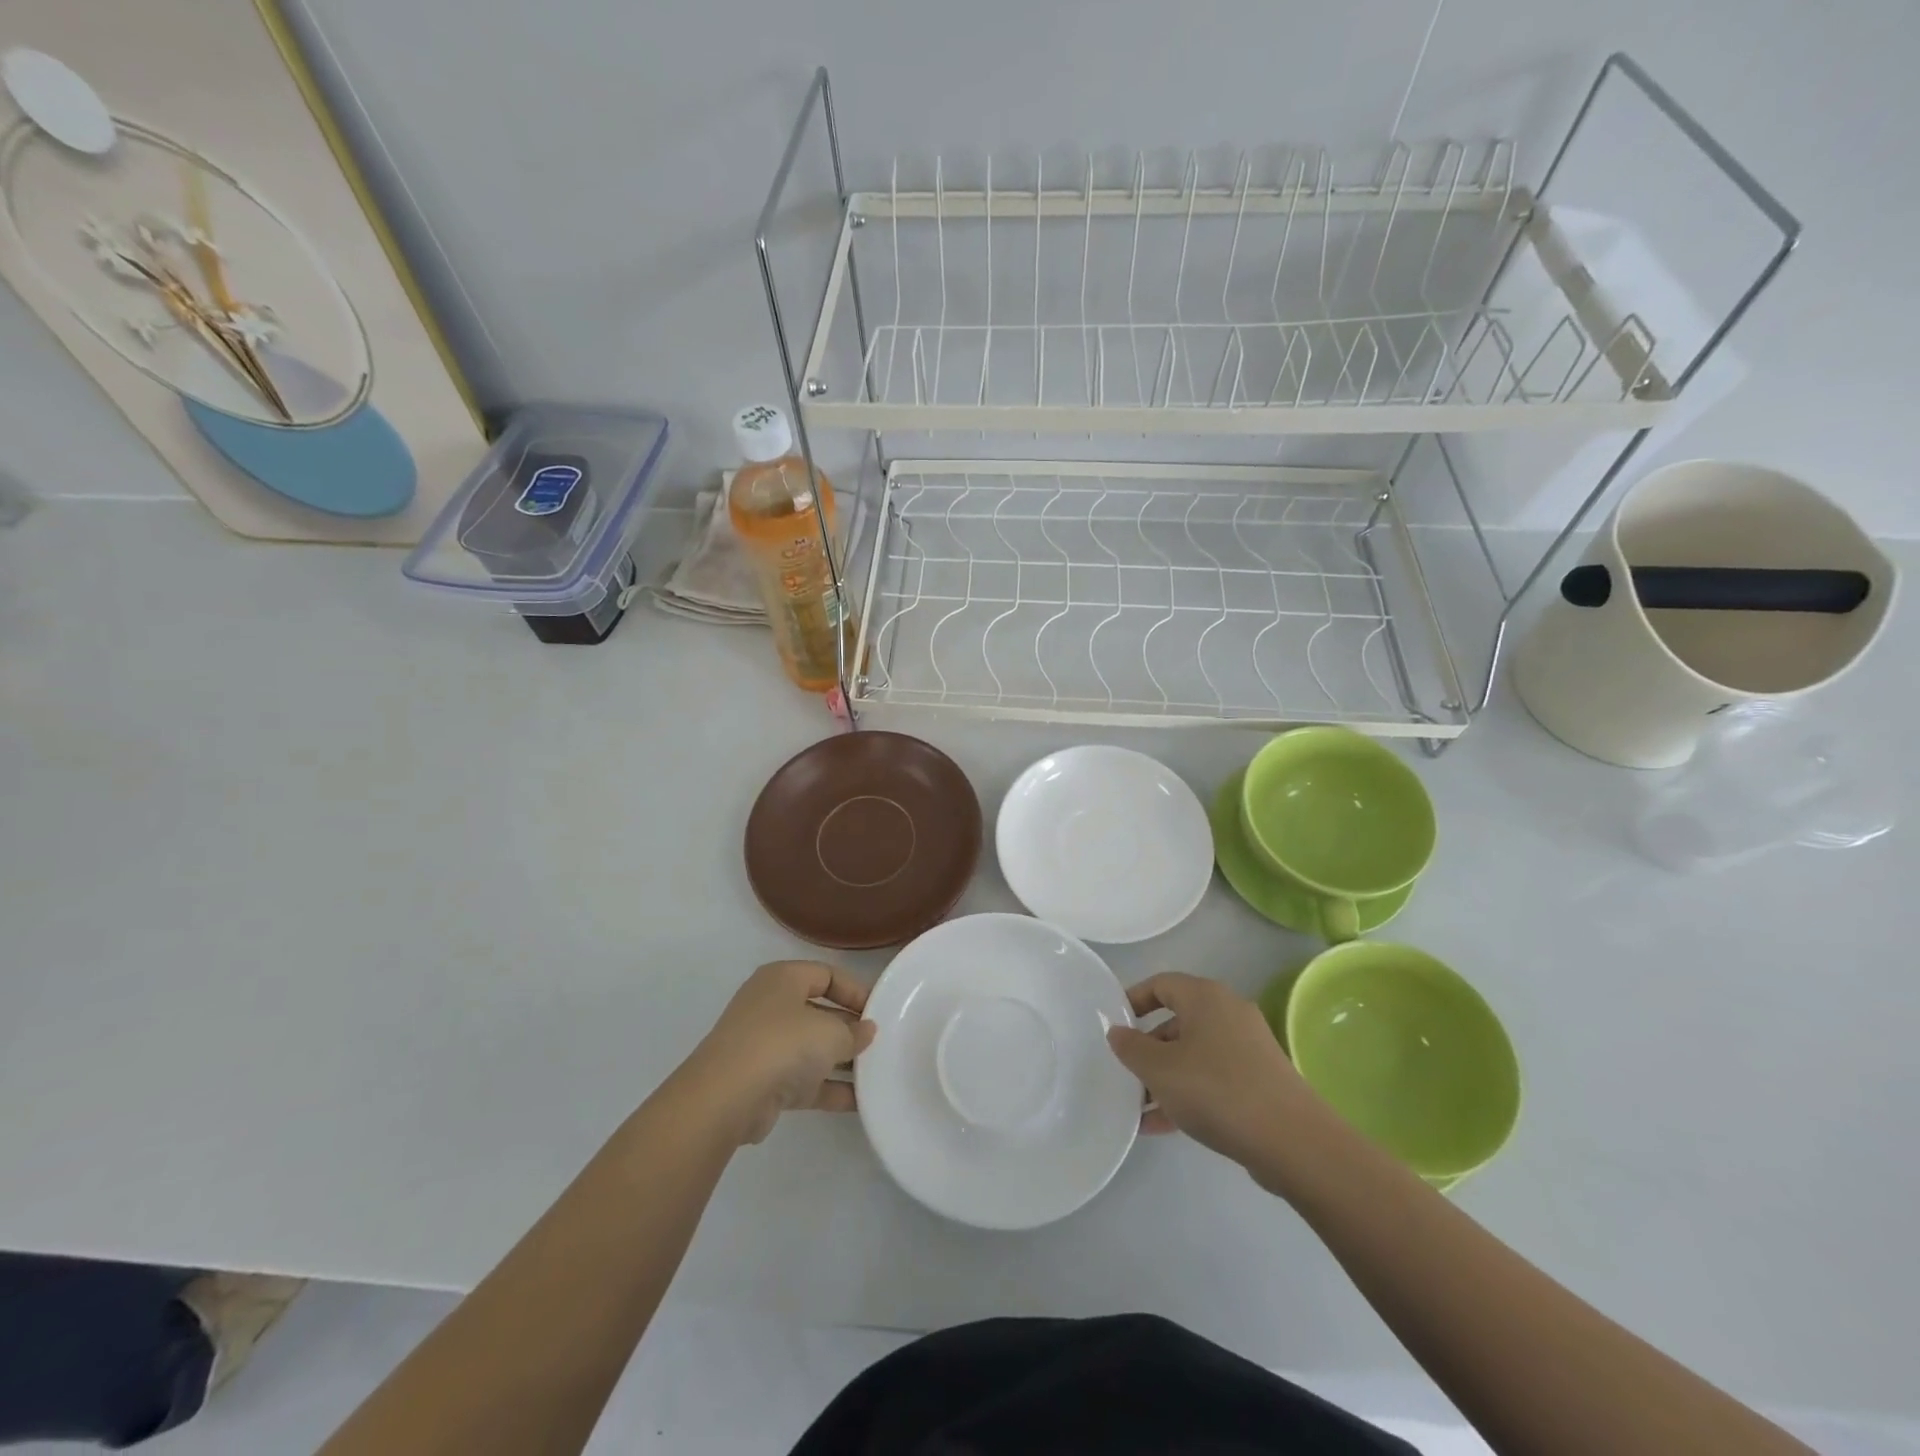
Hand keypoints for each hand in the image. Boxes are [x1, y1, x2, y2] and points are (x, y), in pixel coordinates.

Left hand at [678, 961, 875, 1145]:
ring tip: (876, 1072)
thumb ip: (854, 1031)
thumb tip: (866, 1030)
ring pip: (811, 1048)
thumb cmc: (782, 1044)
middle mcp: (770, 1006)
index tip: (881, 1011)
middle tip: (880, 1043)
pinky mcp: (762, 1082)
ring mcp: (763, 1045)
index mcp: (783, 979)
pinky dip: (828, 1088)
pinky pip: (803, 1080)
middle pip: (819, 1011)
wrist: (726, 1098)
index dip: (856, 990)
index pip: (827, 974)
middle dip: (849, 1028)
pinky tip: (859, 1101)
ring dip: (841, 1061)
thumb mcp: (831, 1032)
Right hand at [1106, 973, 1322, 1182]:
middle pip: (1177, 1021)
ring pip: (1193, 1054)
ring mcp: (1248, 1048)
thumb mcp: (1160, 1069)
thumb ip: (1131, 1048)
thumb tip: (1117, 1032)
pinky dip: (1188, 1093)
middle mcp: (1228, 1013)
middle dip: (1147, 1048)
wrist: (1292, 1142)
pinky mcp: (1259, 1081)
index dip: (1132, 1000)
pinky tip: (1162, 1126)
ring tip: (1138, 1108)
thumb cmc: (1216, 1090)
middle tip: (1124, 1071)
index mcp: (1205, 997)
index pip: (1160, 984)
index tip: (1113, 1025)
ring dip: (1165, 1077)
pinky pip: (1212, 1078)